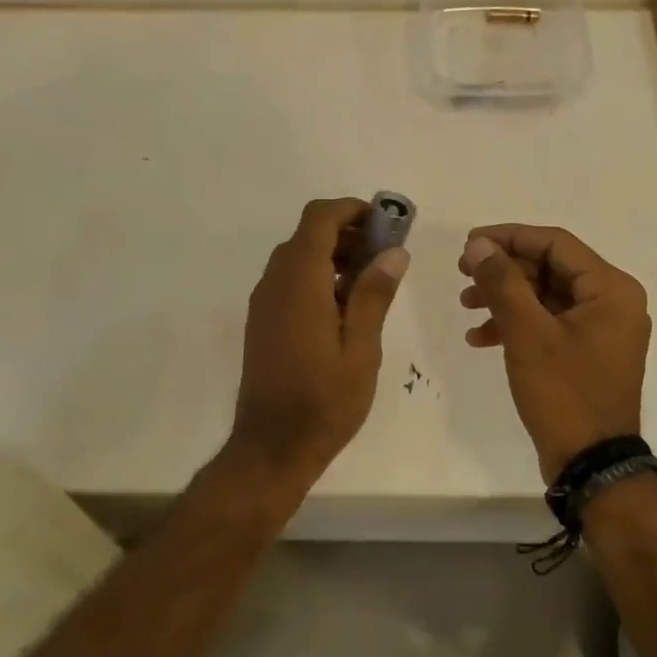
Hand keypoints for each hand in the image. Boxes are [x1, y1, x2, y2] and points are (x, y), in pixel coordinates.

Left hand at [228, 198, 409, 493]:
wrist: (270, 447)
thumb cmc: (323, 402)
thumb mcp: (361, 350)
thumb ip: (374, 295)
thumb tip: (394, 252)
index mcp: (300, 282)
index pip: (319, 218)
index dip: (351, 210)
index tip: (385, 224)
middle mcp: (275, 282)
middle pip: (308, 234)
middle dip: (348, 233)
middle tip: (385, 256)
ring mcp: (264, 301)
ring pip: (297, 256)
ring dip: (333, 255)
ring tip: (371, 283)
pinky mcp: (262, 320)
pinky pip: (289, 280)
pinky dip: (317, 276)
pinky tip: (344, 308)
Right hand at [458, 224, 650, 481]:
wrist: (592, 465)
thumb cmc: (564, 393)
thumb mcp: (527, 333)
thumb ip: (502, 282)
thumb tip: (479, 245)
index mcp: (611, 289)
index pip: (555, 244)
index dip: (509, 237)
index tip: (469, 244)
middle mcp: (612, 301)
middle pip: (548, 267)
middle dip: (503, 270)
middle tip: (462, 273)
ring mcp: (599, 328)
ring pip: (544, 295)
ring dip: (504, 297)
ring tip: (465, 305)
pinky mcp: (585, 351)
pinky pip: (547, 322)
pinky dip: (515, 324)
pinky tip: (479, 338)